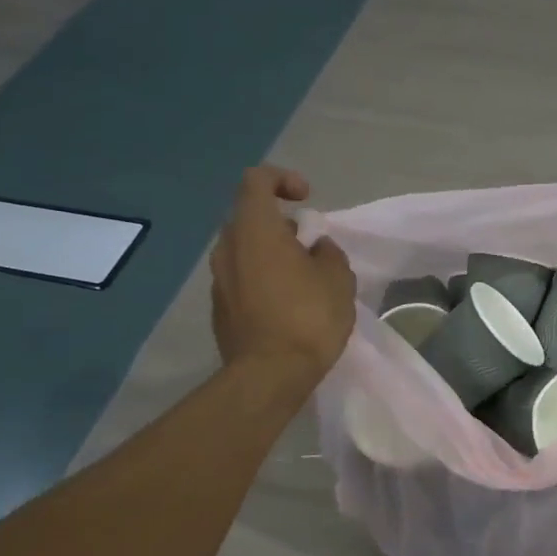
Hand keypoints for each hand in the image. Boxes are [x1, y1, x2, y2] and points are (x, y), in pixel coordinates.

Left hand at [209, 166, 354, 383]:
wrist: (269, 375)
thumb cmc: (308, 317)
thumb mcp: (338, 278)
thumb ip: (328, 253)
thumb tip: (315, 249)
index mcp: (255, 230)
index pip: (257, 180)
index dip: (283, 180)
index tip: (307, 199)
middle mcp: (228, 248)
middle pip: (251, 218)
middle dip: (282, 225)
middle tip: (311, 247)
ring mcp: (218, 280)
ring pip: (246, 250)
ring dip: (273, 254)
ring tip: (304, 279)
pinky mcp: (220, 308)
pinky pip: (242, 279)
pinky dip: (264, 279)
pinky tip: (289, 305)